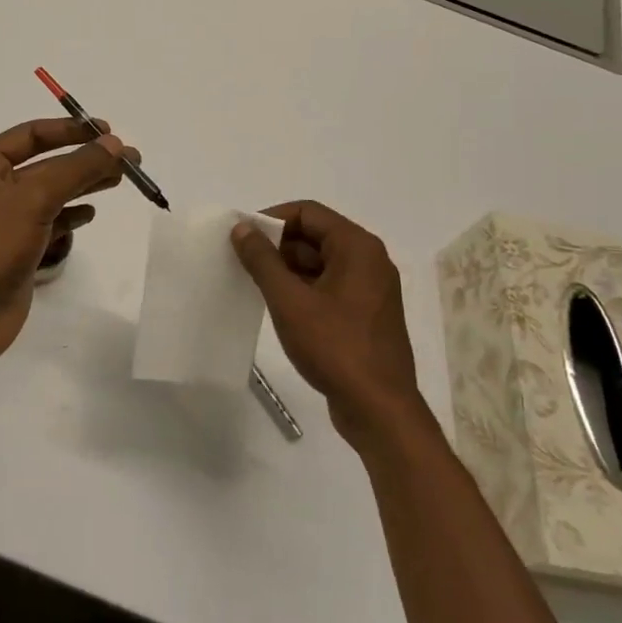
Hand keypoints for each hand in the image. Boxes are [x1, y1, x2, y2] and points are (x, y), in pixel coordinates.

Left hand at [0, 118, 134, 368]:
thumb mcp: (35, 198)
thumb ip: (77, 168)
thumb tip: (116, 144)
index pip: (33, 135)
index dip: (71, 130)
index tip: (109, 132)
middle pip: (47, 163)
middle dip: (86, 159)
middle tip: (129, 160)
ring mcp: (5, 220)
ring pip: (52, 193)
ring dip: (84, 185)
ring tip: (120, 180)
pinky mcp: (17, 248)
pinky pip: (50, 222)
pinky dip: (71, 215)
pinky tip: (91, 214)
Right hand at [231, 201, 427, 447]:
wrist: (379, 409)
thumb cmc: (335, 347)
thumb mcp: (290, 301)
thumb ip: (263, 261)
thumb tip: (242, 228)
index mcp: (357, 247)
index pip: (308, 212)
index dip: (272, 218)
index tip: (242, 235)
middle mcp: (369, 260)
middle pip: (316, 235)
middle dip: (278, 245)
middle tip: (242, 260)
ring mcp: (370, 289)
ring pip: (321, 263)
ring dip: (288, 268)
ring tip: (254, 283)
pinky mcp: (366, 314)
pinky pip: (330, 286)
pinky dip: (304, 288)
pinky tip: (279, 305)